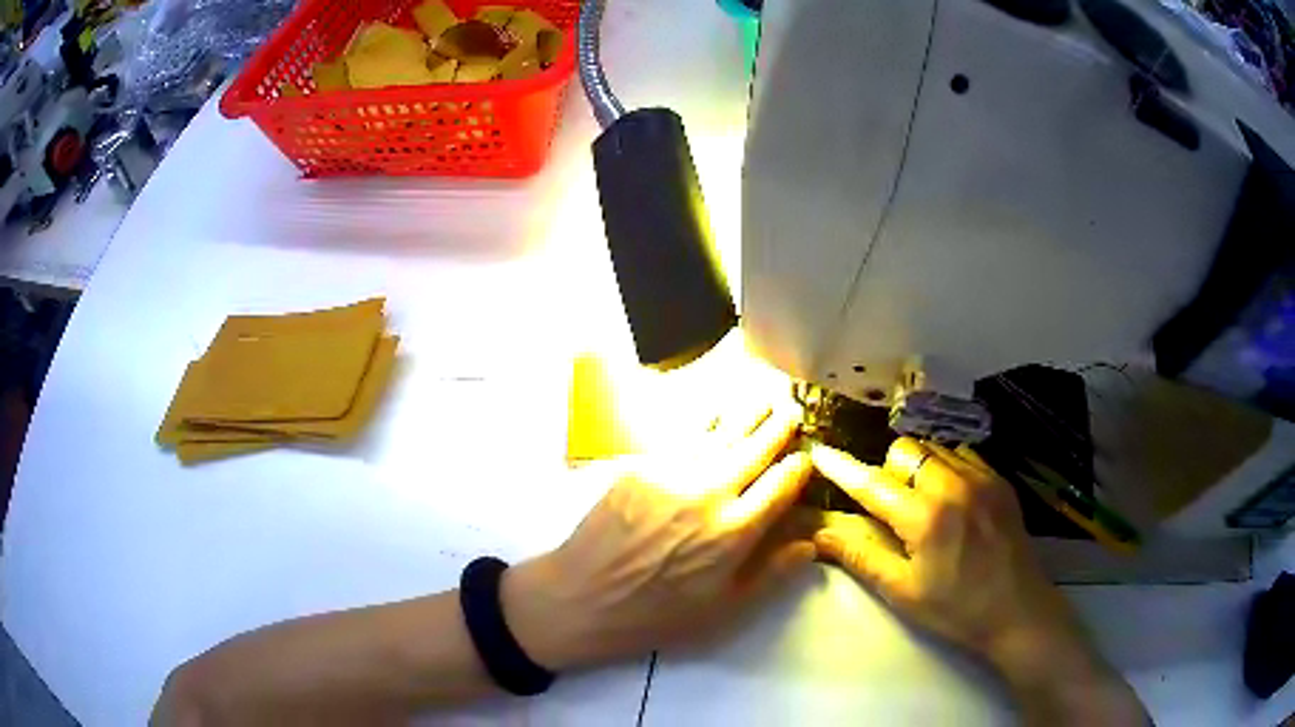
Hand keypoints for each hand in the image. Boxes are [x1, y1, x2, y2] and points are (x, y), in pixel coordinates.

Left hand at [502, 403, 815, 669]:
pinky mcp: (640, 468)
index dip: (798, 466)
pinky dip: (703, 426)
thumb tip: (809, 543)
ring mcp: (670, 475)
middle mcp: (708, 494)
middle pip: (753, 449)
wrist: (582, 597)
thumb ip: (771, 574)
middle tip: (790, 408)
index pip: (781, 485)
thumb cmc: (656, 614)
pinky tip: (712, 416)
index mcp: (734, 532)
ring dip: (744, 415)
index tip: (806, 457)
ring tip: (760, 399)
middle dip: (777, 427)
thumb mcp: (723, 609)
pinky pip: (680, 440)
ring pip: (718, 435)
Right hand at [811, 438, 1146, 725]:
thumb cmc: (956, 609)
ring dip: (918, 465)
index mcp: (926, 518)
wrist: (1018, 610)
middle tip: (890, 505)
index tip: (819, 452)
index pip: (873, 483)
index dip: (842, 468)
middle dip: (888, 469)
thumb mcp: (903, 592)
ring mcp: (982, 477)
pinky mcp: (999, 479)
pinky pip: (962, 453)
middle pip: (905, 449)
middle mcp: (954, 484)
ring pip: (934, 447)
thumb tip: (821, 530)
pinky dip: (945, 465)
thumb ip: (861, 555)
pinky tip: (950, 496)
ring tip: (921, 500)